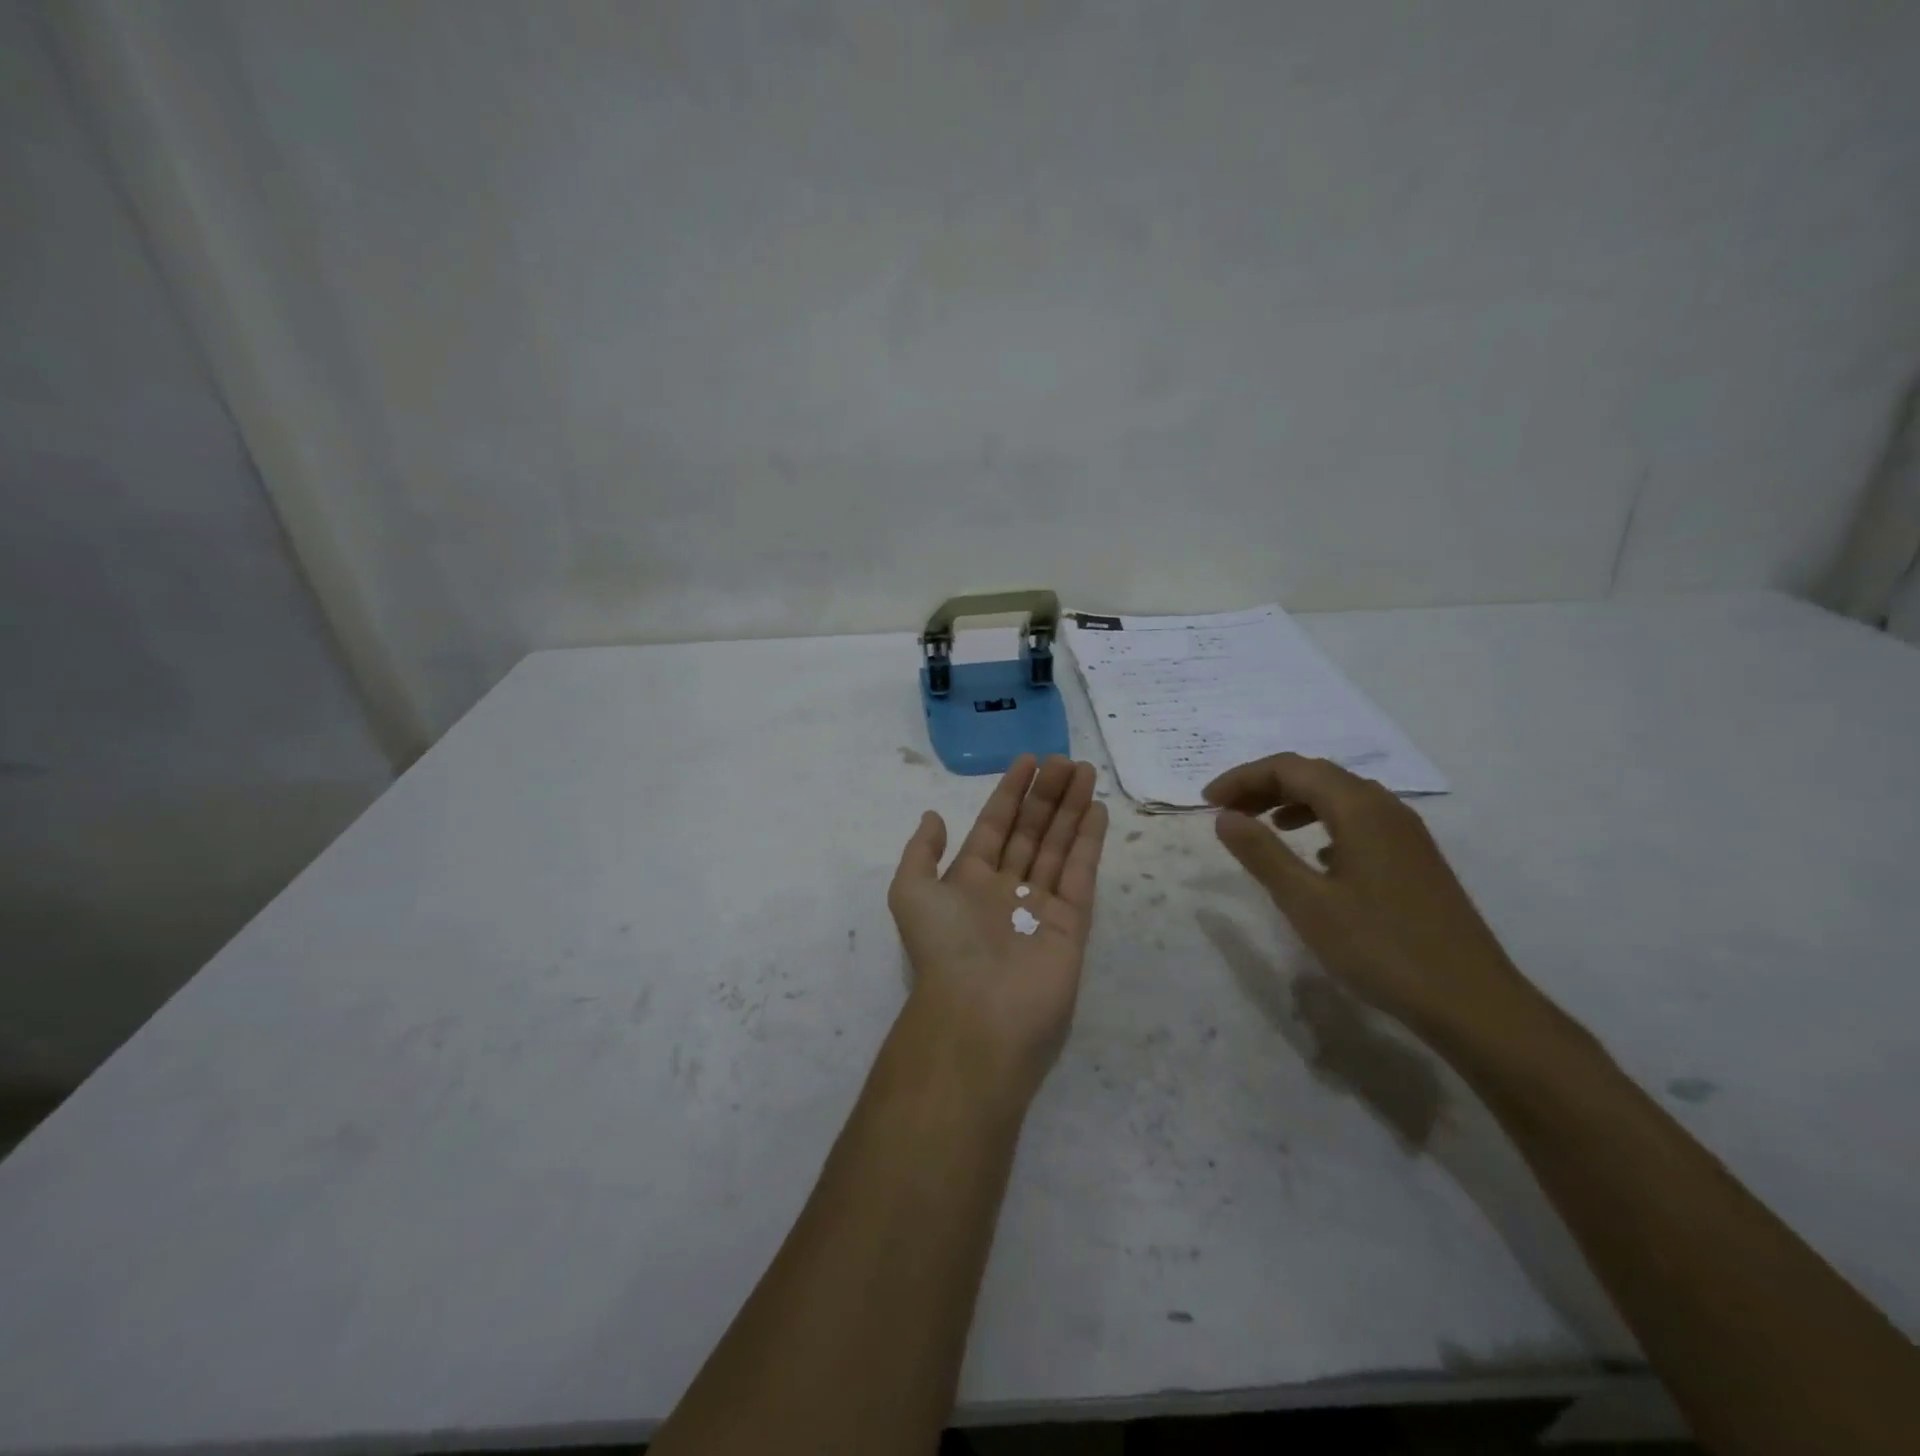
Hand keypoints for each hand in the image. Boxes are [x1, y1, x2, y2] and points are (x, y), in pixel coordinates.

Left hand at [888, 755, 1108, 1097]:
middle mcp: (1006, 888)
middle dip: (1047, 795)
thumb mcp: (910, 891)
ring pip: (1058, 845)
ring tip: (1085, 772)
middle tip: (1066, 760)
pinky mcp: (1072, 923)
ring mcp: (1041, 905)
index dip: (1011, 793)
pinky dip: (1089, 841)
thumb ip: (922, 851)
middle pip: (1031, 830)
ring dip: (1071, 808)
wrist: (979, 1012)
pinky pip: (1081, 872)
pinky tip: (1098, 810)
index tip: (1029, 761)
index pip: (995, 825)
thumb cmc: (944, 946)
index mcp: (969, 880)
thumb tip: (933, 816)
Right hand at [1205, 753, 1549, 1054]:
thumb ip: (1261, 853)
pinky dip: (1324, 823)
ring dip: (1294, 802)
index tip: (1207, 803)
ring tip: (1264, 826)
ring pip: (1340, 796)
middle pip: (1316, 775)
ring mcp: (1406, 833)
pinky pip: (1360, 821)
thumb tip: (1224, 816)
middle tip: (1228, 812)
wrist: (1472, 1002)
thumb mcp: (1306, 902)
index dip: (1243, 778)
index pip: (1290, 768)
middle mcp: (1386, 808)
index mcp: (1359, 809)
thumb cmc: (1381, 948)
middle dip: (1265, 786)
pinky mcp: (1415, 859)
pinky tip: (1315, 856)